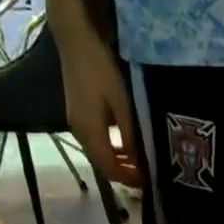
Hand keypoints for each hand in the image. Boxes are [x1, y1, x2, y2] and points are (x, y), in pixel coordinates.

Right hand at [59, 26, 140, 186]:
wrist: (75, 40)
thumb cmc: (101, 70)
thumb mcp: (122, 105)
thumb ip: (129, 136)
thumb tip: (137, 162)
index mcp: (90, 133)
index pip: (109, 169)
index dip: (128, 180)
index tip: (148, 183)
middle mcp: (79, 133)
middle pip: (102, 165)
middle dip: (123, 174)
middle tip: (145, 176)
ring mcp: (75, 124)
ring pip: (98, 154)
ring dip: (117, 163)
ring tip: (138, 164)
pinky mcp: (76, 115)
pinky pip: (95, 142)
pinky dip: (110, 149)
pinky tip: (124, 146)